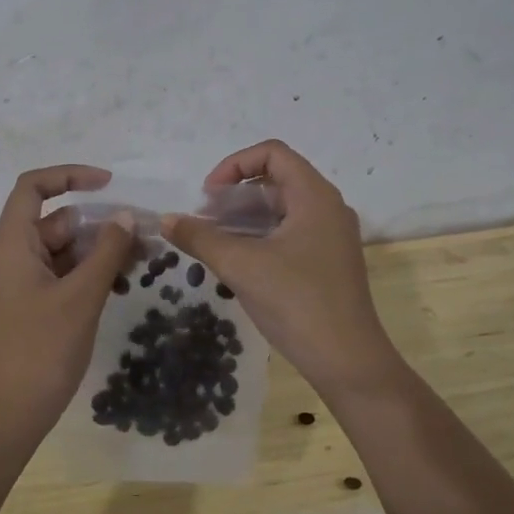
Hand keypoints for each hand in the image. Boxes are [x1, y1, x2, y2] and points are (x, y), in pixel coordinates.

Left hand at [0, 165, 134, 432]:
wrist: (9, 413)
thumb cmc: (42, 349)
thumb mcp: (81, 296)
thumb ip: (106, 251)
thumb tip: (126, 216)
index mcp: (12, 244)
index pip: (33, 187)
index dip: (69, 176)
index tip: (108, 184)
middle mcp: (12, 256)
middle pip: (55, 221)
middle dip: (98, 223)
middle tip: (142, 235)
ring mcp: (21, 283)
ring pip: (62, 250)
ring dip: (98, 250)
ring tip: (140, 260)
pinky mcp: (31, 306)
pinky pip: (62, 275)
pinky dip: (88, 274)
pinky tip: (120, 283)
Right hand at [161, 140, 401, 399]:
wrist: (347, 360)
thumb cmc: (296, 302)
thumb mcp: (241, 266)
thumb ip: (200, 238)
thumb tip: (166, 220)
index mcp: (315, 196)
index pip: (273, 153)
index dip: (234, 165)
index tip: (208, 196)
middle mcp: (328, 208)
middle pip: (277, 180)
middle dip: (235, 194)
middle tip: (205, 220)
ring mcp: (331, 236)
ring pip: (282, 210)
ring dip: (245, 217)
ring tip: (214, 241)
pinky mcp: (328, 262)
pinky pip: (290, 233)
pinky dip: (261, 237)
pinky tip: (237, 262)